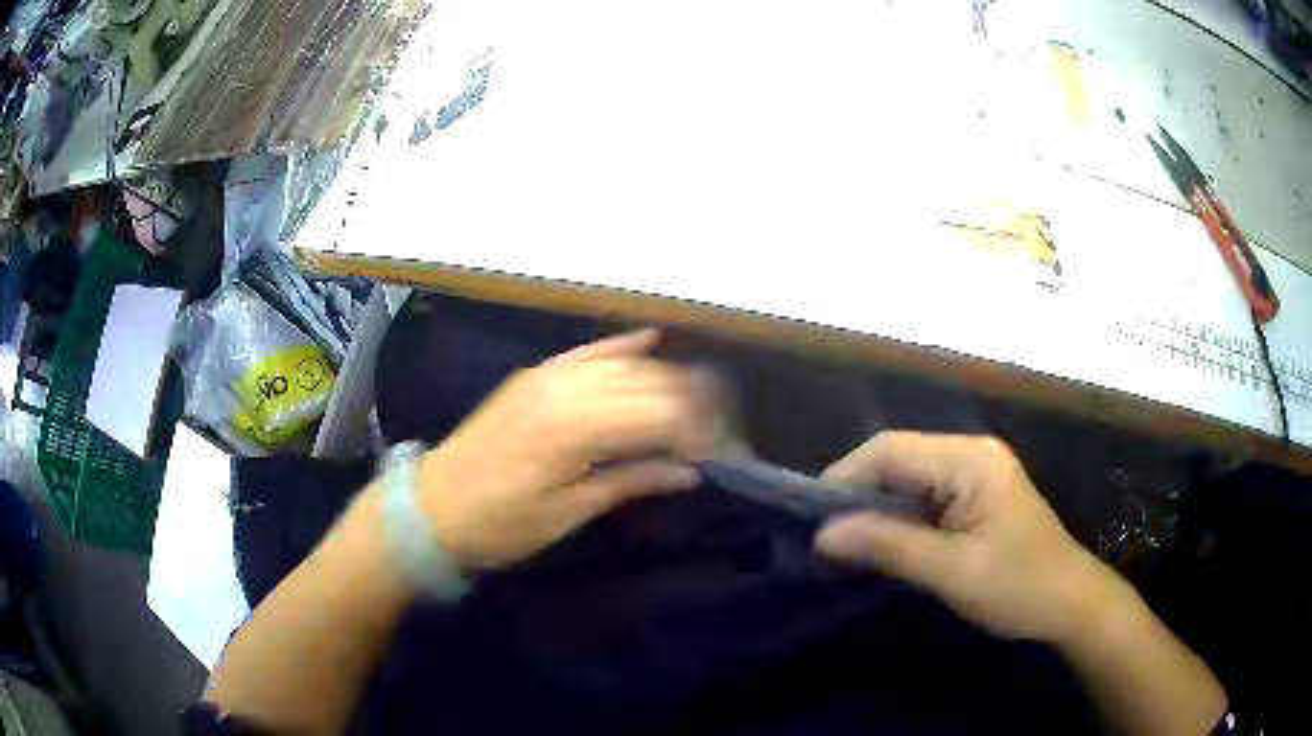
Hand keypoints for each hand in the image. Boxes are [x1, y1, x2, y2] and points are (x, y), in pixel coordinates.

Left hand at [416, 329, 715, 570]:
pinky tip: (653, 341)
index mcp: (575, 428)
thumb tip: (689, 471)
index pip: (661, 413)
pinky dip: (624, 346)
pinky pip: (589, 350)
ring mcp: (549, 374)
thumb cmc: (501, 523)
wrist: (434, 506)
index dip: (701, 429)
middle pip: (651, 380)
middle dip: (695, 402)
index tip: (726, 451)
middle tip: (721, 430)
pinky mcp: (537, 374)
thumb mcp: (569, 513)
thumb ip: (631, 481)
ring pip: (627, 361)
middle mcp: (566, 387)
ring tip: (700, 399)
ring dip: (668, 377)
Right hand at [815, 431, 1124, 643]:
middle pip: (898, 458)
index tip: (811, 520)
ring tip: (846, 543)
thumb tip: (823, 535)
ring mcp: (977, 471)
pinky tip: (885, 543)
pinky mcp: (978, 494)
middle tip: (826, 538)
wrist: (1070, 604)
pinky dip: (900, 517)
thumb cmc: (1017, 587)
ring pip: (910, 478)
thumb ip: (888, 546)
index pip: (891, 450)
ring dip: (877, 508)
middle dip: (858, 494)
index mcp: (970, 459)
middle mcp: (972, 452)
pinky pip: (926, 494)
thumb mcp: (951, 571)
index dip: (845, 478)